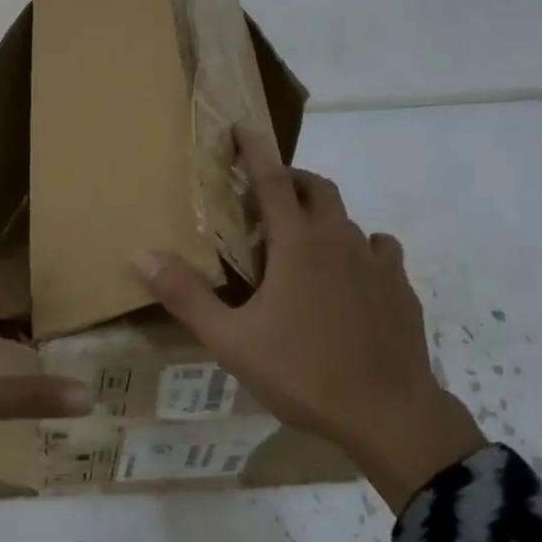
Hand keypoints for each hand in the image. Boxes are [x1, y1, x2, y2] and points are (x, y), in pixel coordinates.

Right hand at [131, 127, 483, 509]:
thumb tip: (139, 254)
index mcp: (298, 243)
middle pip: (316, 187)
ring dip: (322, 217)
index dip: (255, 149)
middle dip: (290, 180)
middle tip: (267, 199)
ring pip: (348, 219)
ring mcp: (377, 262)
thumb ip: (186, 295)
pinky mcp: (401, 287)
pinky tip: (352, 276)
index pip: (271, 179)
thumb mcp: (231, 340)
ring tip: (304, 244)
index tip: (244, 126)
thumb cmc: (303, 373)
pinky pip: (380, 250)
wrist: (389, 415)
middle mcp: (339, 239)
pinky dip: (361, 249)